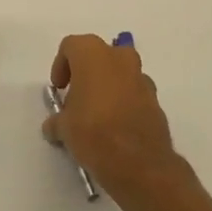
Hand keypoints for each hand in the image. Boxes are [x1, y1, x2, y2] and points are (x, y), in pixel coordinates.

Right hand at [42, 33, 180, 196]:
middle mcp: (119, 58)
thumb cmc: (94, 133)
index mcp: (93, 54)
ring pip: (120, 73)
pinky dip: (125, 102)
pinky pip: (135, 93)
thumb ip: (57, 120)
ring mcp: (142, 78)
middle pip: (99, 55)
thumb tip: (54, 126)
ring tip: (97, 115)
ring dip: (108, 86)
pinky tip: (116, 127)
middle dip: (88, 72)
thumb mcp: (64, 128)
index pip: (71, 46)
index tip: (59, 89)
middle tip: (77, 97)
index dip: (61, 65)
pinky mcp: (157, 101)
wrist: (140, 164)